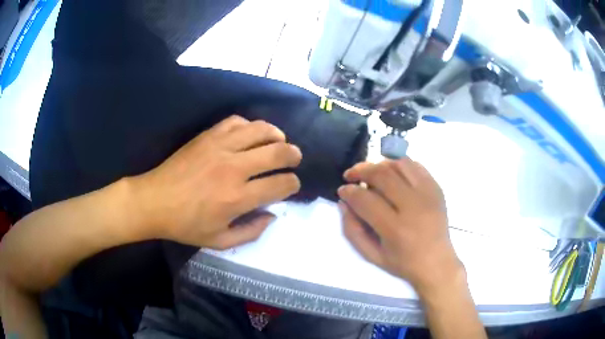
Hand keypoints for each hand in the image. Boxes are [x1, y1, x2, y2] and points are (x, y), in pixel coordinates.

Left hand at [132, 115, 301, 248]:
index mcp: (238, 198)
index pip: (280, 184)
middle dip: (293, 155)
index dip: (292, 184)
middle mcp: (234, 168)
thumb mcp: (220, 241)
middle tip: (295, 158)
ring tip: (279, 141)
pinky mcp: (208, 136)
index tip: (291, 185)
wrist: (154, 202)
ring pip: (261, 130)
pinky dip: (249, 125)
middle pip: (278, 152)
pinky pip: (237, 121)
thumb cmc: (186, 225)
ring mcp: (220, 147)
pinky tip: (250, 134)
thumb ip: (251, 232)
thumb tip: (272, 215)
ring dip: (277, 135)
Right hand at [337, 158, 463, 295]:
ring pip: (399, 165)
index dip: (349, 191)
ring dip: (379, 165)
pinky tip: (392, 174)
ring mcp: (428, 194)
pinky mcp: (436, 188)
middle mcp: (413, 207)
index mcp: (395, 229)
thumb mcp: (372, 255)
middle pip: (382, 175)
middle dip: (361, 170)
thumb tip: (344, 202)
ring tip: (371, 173)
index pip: (366, 199)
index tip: (342, 190)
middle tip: (351, 175)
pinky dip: (399, 165)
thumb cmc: (403, 263)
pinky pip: (416, 166)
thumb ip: (352, 230)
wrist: (437, 262)